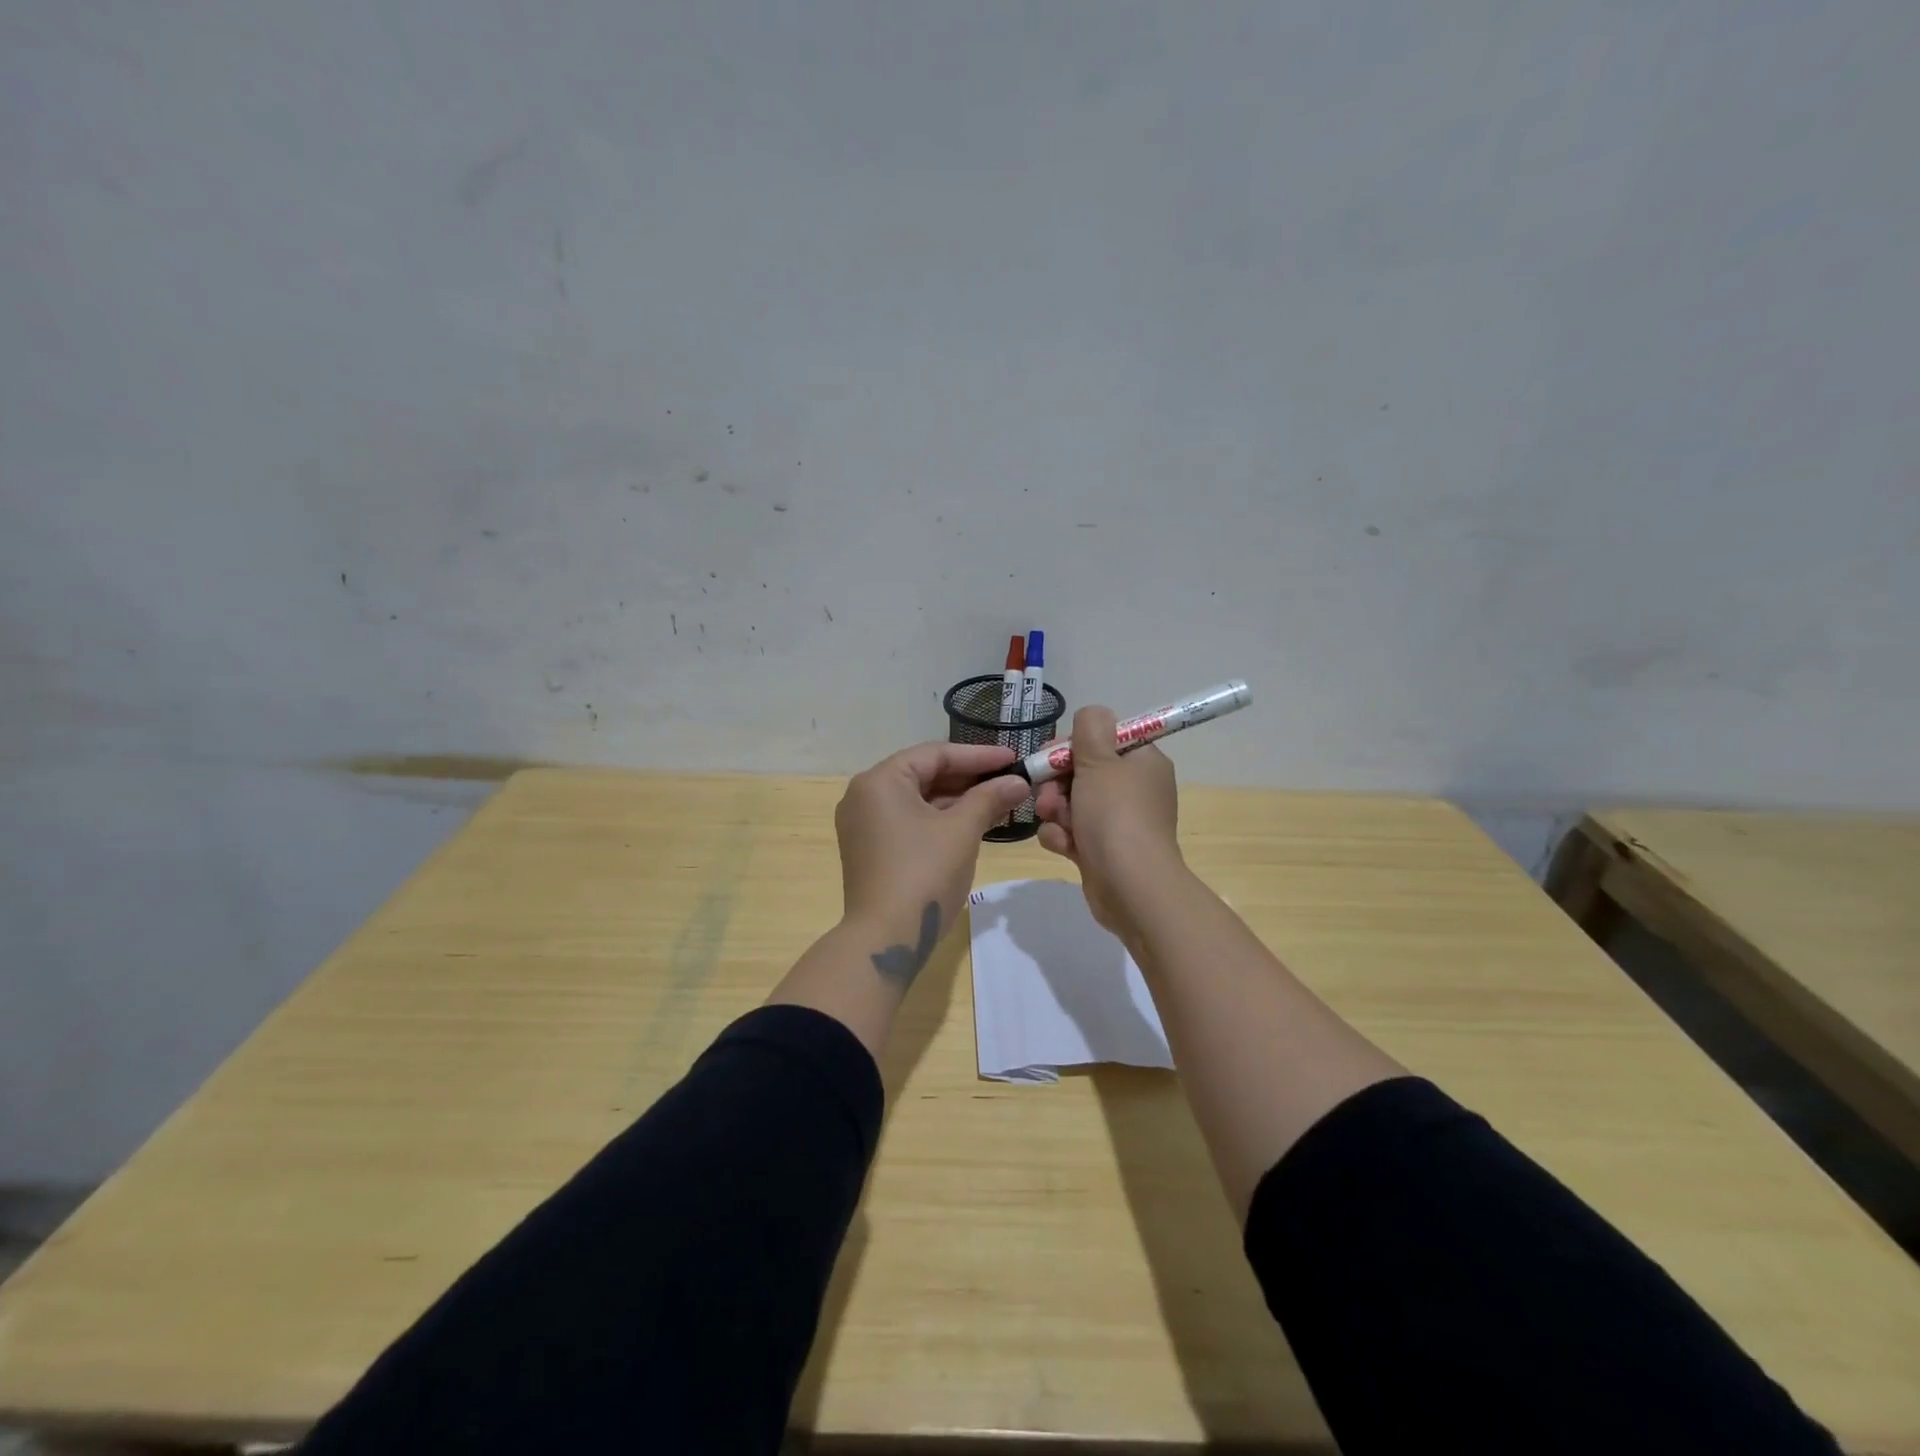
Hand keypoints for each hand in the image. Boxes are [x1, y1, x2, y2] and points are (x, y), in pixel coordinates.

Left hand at [835, 741, 1030, 980]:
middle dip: (969, 778)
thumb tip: (1019, 782)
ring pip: (918, 800)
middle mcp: (864, 796)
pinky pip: (909, 821)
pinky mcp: (870, 850)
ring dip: (957, 800)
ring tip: (999, 801)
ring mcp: (863, 825)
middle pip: (924, 775)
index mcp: (879, 781)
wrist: (885, 939)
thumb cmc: (924, 874)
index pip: (935, 754)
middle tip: (1009, 780)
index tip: (1013, 758)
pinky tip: (973, 823)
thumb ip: (990, 799)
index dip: (978, 756)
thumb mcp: (962, 831)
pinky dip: (939, 819)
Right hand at [1035, 705, 1183, 937]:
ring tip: (1055, 821)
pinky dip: (1062, 836)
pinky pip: (1072, 832)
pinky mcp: (1102, 850)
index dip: (1074, 744)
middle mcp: (1134, 789)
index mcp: (1143, 762)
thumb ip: (1090, 727)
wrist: (1130, 886)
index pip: (1104, 739)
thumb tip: (1093, 714)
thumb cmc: (1116, 815)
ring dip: (1056, 810)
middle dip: (1057, 782)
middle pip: (1083, 771)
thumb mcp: (1100, 759)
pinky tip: (1063, 845)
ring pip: (1072, 802)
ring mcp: (1118, 822)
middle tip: (1048, 794)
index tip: (1053, 754)